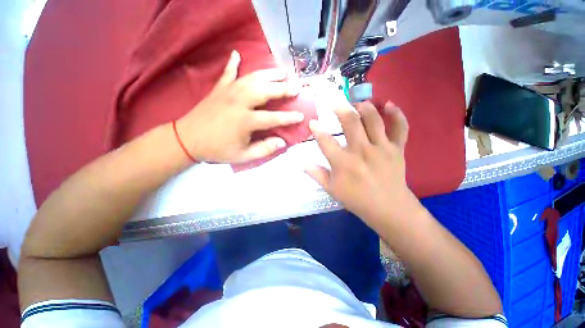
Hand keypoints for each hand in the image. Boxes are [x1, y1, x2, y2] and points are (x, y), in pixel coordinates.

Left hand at [176, 50, 303, 162]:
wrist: (187, 140)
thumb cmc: (217, 149)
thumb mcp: (243, 156)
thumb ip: (264, 149)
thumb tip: (282, 142)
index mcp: (246, 121)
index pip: (273, 118)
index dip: (289, 118)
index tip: (301, 116)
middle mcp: (239, 102)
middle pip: (265, 91)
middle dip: (282, 89)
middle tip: (295, 88)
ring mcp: (228, 92)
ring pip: (252, 78)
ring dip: (268, 74)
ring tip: (281, 72)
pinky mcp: (218, 89)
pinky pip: (228, 73)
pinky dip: (233, 63)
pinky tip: (237, 54)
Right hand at [306, 101, 413, 225]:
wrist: (388, 208)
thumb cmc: (357, 199)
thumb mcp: (332, 190)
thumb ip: (317, 175)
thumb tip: (303, 164)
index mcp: (343, 163)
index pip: (326, 141)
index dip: (317, 130)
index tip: (312, 122)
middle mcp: (362, 151)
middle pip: (351, 123)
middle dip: (340, 109)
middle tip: (334, 103)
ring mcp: (382, 148)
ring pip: (374, 120)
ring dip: (364, 107)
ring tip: (357, 103)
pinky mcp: (397, 149)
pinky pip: (400, 127)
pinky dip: (396, 114)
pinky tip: (388, 105)